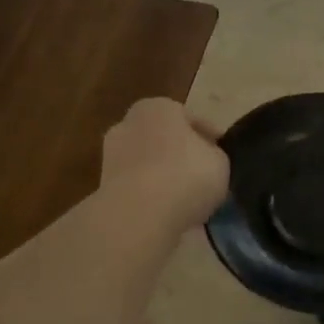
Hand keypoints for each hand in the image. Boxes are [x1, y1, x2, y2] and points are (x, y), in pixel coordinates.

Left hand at [101, 98, 228, 237]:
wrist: (138, 216)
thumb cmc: (185, 176)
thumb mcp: (219, 162)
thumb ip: (213, 154)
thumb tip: (206, 158)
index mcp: (159, 107)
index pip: (188, 118)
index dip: (208, 137)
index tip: (220, 155)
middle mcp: (129, 123)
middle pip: (163, 138)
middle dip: (180, 154)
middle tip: (202, 175)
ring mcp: (111, 155)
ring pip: (147, 164)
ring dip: (164, 177)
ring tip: (187, 200)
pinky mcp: (103, 187)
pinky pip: (137, 188)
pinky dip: (150, 197)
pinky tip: (168, 212)